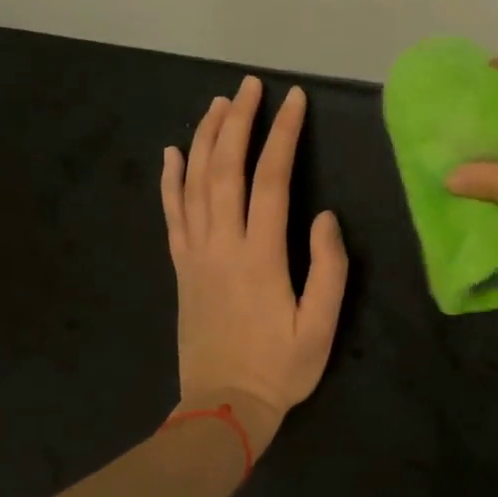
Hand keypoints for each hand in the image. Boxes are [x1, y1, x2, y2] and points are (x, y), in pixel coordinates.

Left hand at [161, 76, 348, 453]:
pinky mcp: (181, 268)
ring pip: (194, 184)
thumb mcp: (321, 326)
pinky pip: (171, 215)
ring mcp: (195, 255)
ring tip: (217, 104)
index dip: (282, 135)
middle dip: (238, 122)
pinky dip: (169, 181)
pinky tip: (171, 153)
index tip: (292, 100)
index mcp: (260, 256)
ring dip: (205, 139)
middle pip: (226, 169)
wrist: (222, 410)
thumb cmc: (280, 370)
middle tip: (249, 86)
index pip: (271, 180)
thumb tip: (325, 216)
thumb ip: (328, 268)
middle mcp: (222, 245)